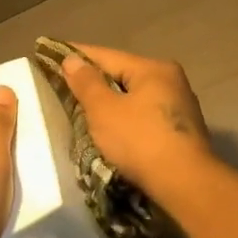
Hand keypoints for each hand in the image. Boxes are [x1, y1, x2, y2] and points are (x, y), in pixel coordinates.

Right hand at [59, 43, 215, 197]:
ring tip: (84, 110)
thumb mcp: (104, 110)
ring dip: (111, 102)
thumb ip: (86, 83)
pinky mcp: (182, 131)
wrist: (185, 183)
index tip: (52, 53)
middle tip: (64, 86)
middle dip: (95, 81)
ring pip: (135, 97)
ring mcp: (180, 107)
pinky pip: (145, 116)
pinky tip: (113, 129)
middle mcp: (171, 80)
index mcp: (153, 69)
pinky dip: (126, 119)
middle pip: (123, 76)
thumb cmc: (140, 141)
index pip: (106, 56)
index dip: (77, 55)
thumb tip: (72, 59)